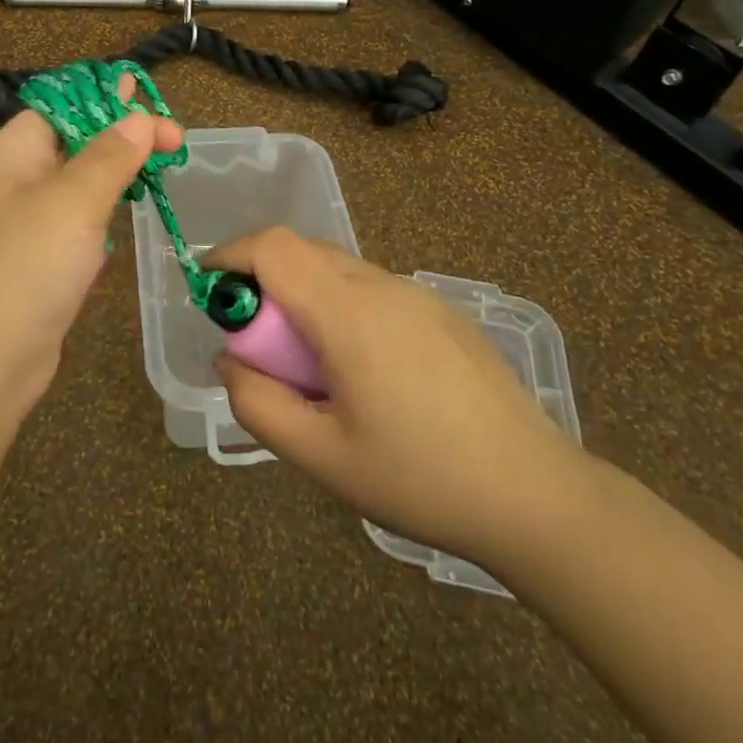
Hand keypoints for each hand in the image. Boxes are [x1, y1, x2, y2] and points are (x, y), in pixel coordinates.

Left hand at [0, 78, 183, 413]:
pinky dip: (106, 211)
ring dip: (118, 171)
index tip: (151, 100)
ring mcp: (28, 224)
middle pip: (73, 141)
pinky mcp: (43, 261)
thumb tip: (140, 118)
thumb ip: (110, 156)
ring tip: (162, 164)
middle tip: (174, 140)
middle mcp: (15, 182)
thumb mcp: (71, 202)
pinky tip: (130, 210)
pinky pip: (79, 222)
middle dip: (122, 134)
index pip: (59, 105)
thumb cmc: (24, 267)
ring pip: (80, 183)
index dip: (104, 98)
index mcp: (10, 154)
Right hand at [212, 228, 593, 573]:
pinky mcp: (440, 312)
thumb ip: (258, 403)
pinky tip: (360, 370)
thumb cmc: (420, 479)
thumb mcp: (321, 457)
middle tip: (257, 343)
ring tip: (310, 366)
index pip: (274, 248)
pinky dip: (339, 306)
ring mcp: (417, 295)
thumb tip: (230, 358)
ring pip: (336, 269)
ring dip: (302, 296)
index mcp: (348, 314)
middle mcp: (381, 287)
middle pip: (302, 252)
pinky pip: (370, 289)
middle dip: (263, 281)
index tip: (208, 288)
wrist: (535, 494)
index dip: (231, 255)